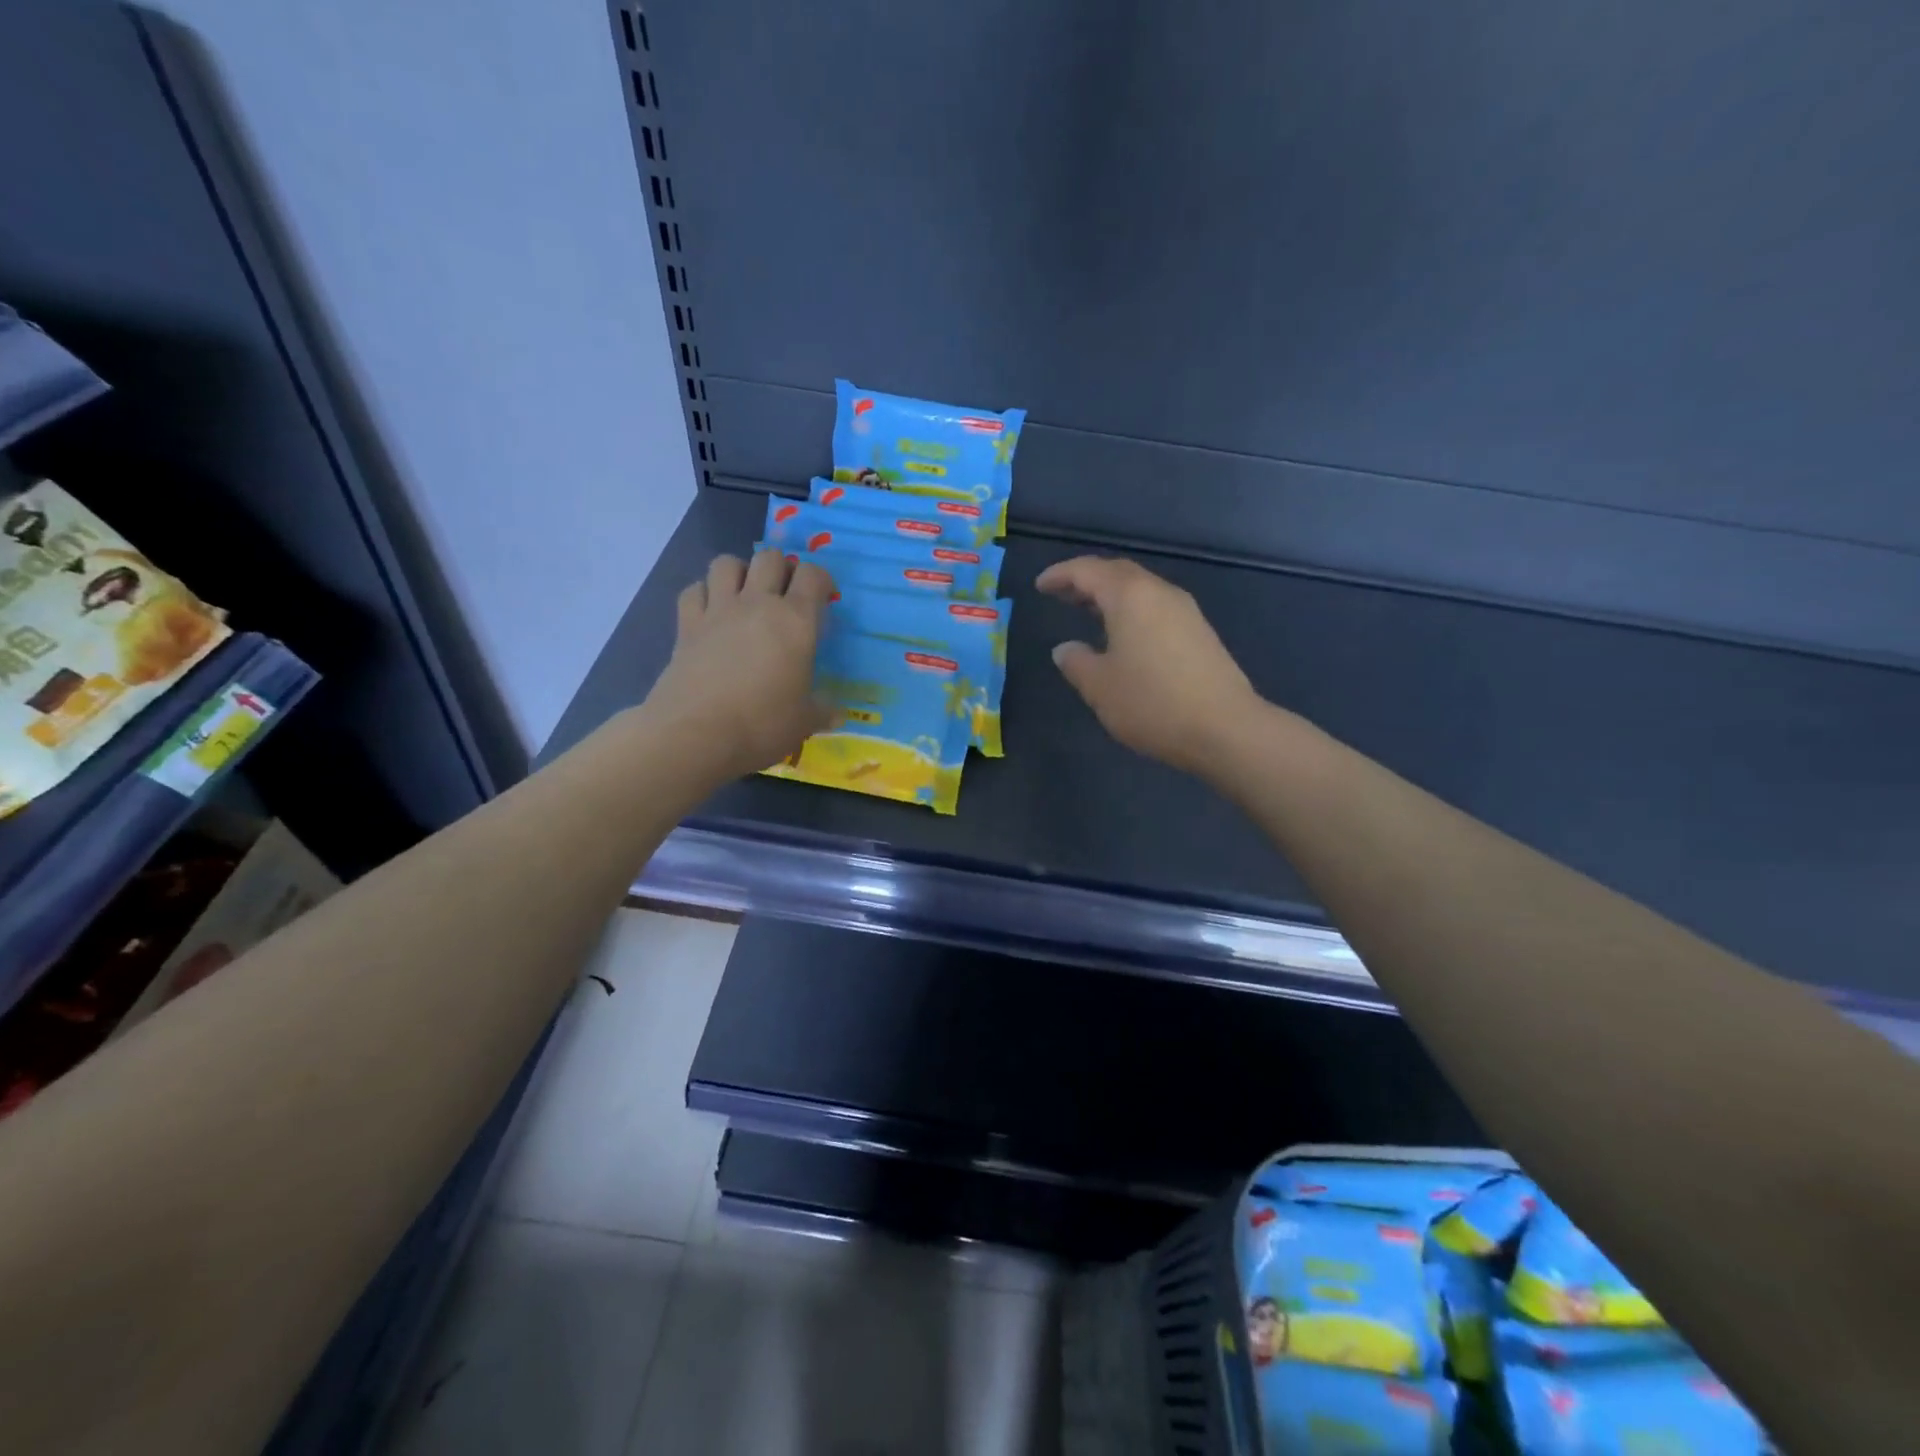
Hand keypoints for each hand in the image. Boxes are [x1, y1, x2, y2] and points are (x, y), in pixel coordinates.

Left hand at [643, 550, 834, 779]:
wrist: (696, 734)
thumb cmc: (762, 724)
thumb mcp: (804, 721)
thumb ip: (822, 711)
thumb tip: (838, 715)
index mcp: (796, 621)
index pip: (813, 575)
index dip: (821, 579)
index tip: (824, 596)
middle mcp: (757, 604)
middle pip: (769, 557)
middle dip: (781, 568)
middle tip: (785, 593)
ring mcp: (718, 610)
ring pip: (726, 562)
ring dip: (739, 572)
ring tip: (745, 595)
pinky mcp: (686, 625)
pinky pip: (693, 590)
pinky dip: (703, 594)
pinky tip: (710, 613)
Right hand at [1037, 556, 1263, 775]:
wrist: (1224, 728)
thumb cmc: (1152, 703)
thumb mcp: (1099, 687)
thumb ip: (1076, 662)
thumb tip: (1066, 648)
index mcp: (1130, 596)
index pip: (1088, 571)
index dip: (1060, 575)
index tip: (1040, 585)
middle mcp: (1160, 593)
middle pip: (1118, 573)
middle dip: (1087, 580)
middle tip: (1062, 594)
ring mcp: (1185, 611)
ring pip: (1140, 590)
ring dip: (1111, 595)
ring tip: (1088, 612)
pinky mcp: (1200, 632)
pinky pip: (1156, 607)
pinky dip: (1131, 611)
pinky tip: (1123, 636)